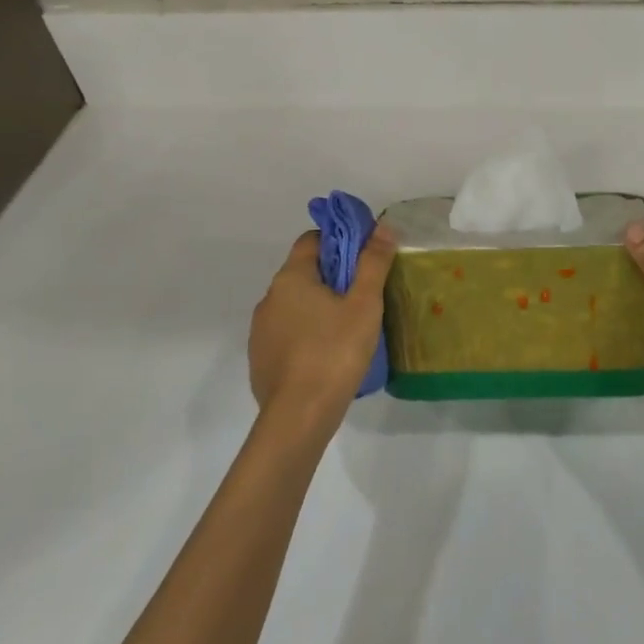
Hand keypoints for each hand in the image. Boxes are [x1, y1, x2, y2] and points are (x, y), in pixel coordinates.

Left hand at [248, 226, 395, 436]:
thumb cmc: (335, 352)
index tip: (364, 258)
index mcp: (291, 278)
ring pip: (294, 305)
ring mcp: (260, 330)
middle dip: (332, 277)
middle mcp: (269, 298)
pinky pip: (287, 334)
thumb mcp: (364, 305)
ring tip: (348, 328)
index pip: (312, 240)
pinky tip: (327, 355)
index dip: (339, 241)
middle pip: (303, 273)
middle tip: (364, 295)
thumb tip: (383, 227)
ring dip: (318, 307)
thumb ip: (373, 263)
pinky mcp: (260, 359)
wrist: (299, 416)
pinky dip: (306, 334)